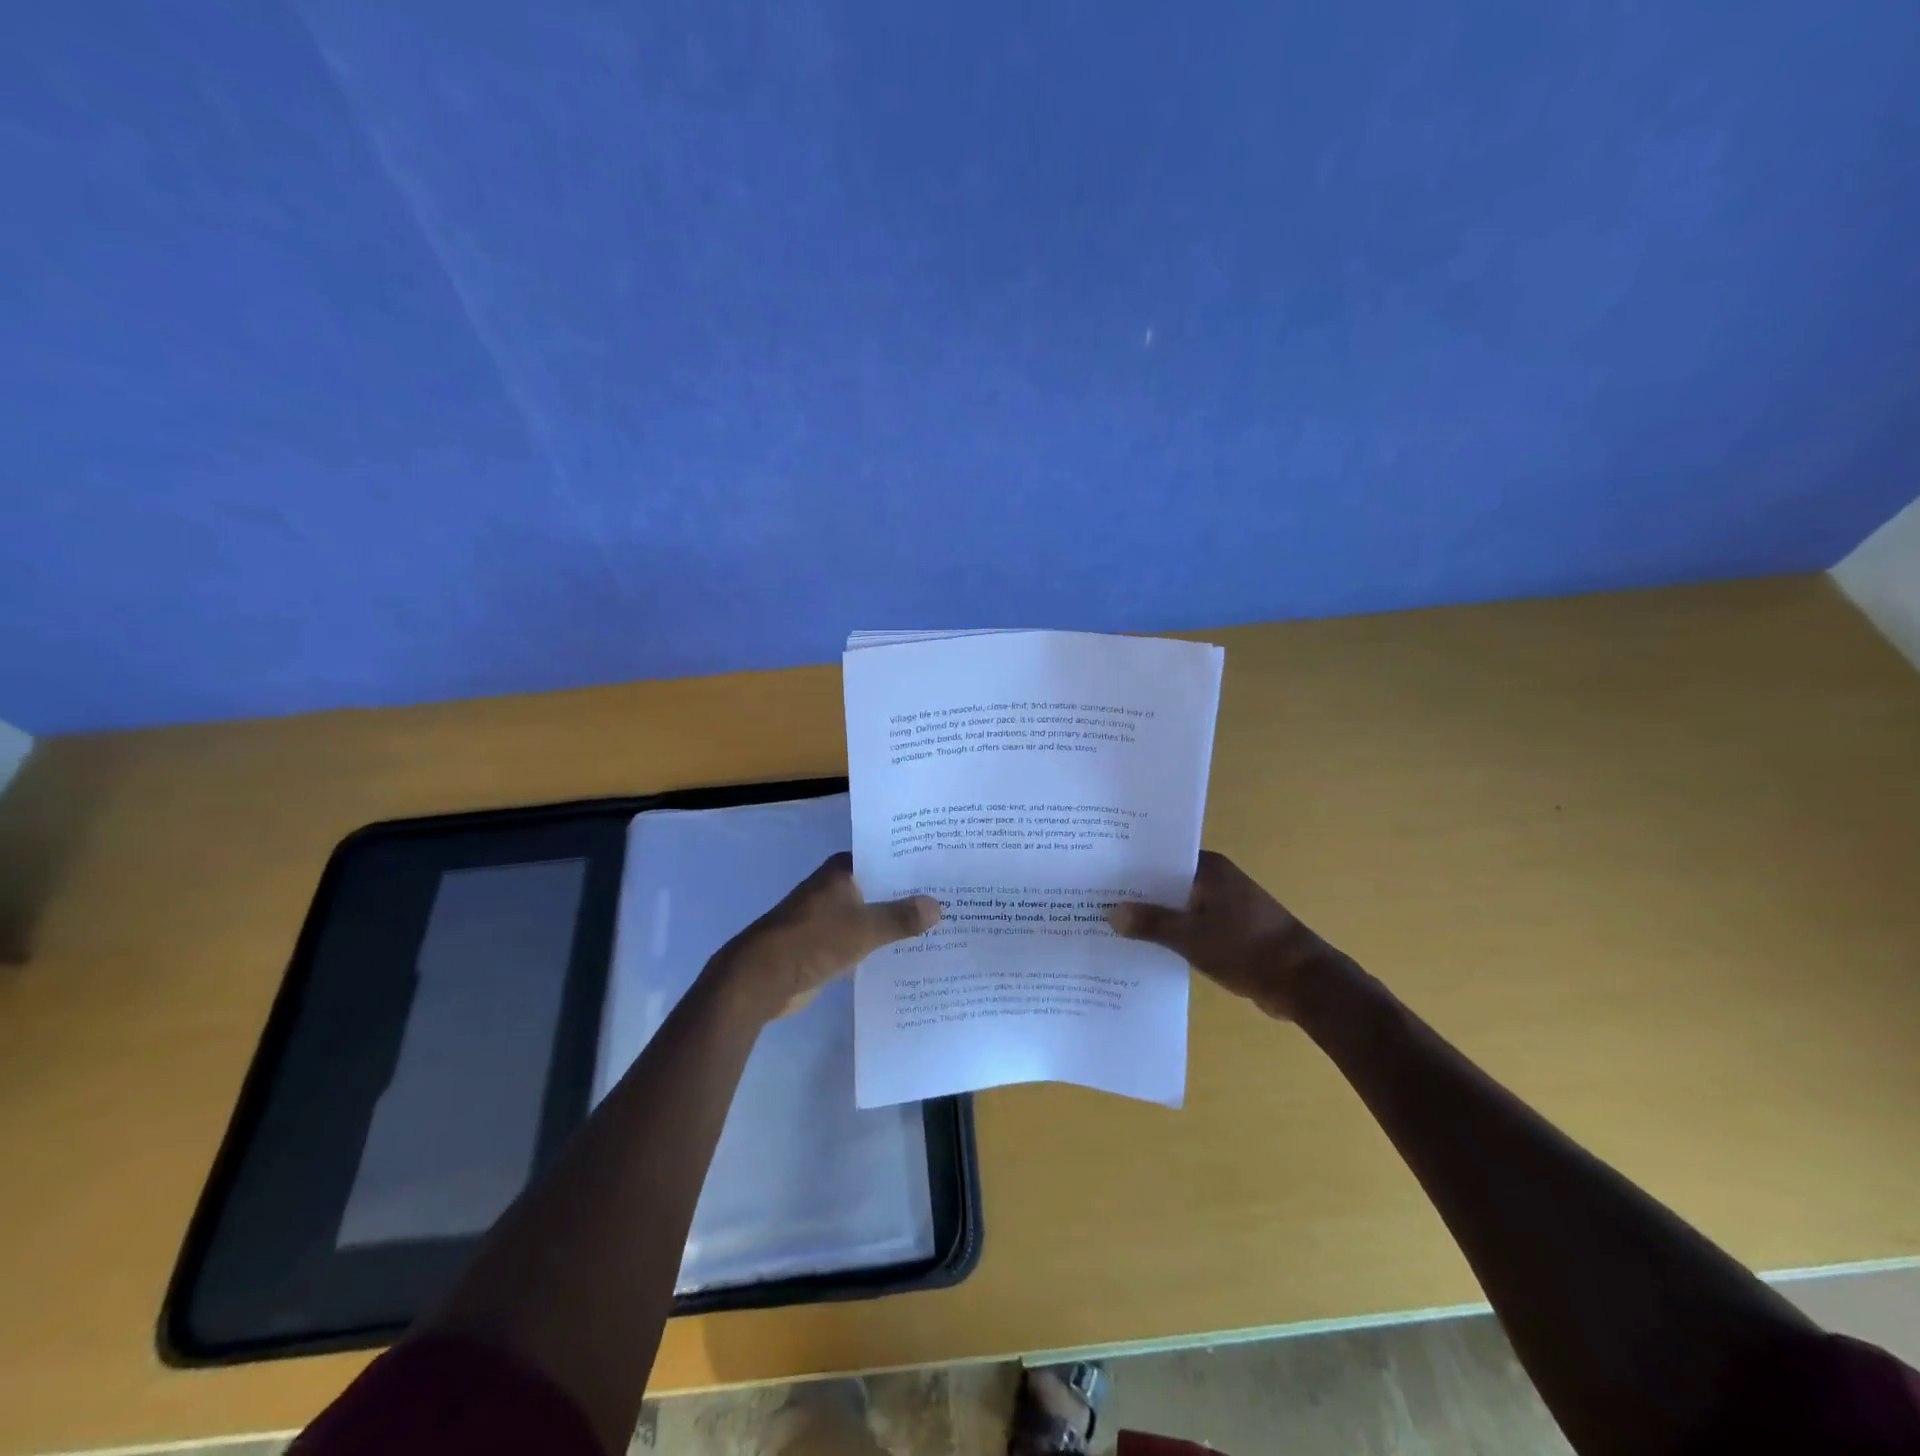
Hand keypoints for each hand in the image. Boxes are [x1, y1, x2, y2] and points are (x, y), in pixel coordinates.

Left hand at [709, 852, 940, 1021]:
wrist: (761, 979)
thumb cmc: (813, 941)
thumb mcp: (864, 928)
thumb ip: (901, 918)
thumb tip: (938, 906)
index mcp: (842, 871)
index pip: (884, 856)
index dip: (912, 861)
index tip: (944, 866)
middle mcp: (836, 887)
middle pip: (881, 886)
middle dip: (910, 894)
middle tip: (952, 897)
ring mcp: (830, 917)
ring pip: (873, 914)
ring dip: (897, 921)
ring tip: (940, 925)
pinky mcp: (827, 945)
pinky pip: (863, 939)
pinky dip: (882, 944)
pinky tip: (911, 952)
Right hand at [1107, 851, 1349, 1021]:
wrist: (1304, 983)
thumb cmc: (1247, 948)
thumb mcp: (1192, 937)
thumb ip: (1151, 923)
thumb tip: (1112, 913)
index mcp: (1208, 869)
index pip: (1159, 857)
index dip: (1129, 866)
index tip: (1097, 875)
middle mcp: (1215, 880)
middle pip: (1165, 881)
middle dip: (1136, 894)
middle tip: (1094, 901)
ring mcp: (1223, 905)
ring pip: (1176, 905)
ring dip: (1153, 917)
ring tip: (1110, 925)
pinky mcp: (1228, 930)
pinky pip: (1189, 925)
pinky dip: (1170, 933)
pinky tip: (1143, 947)